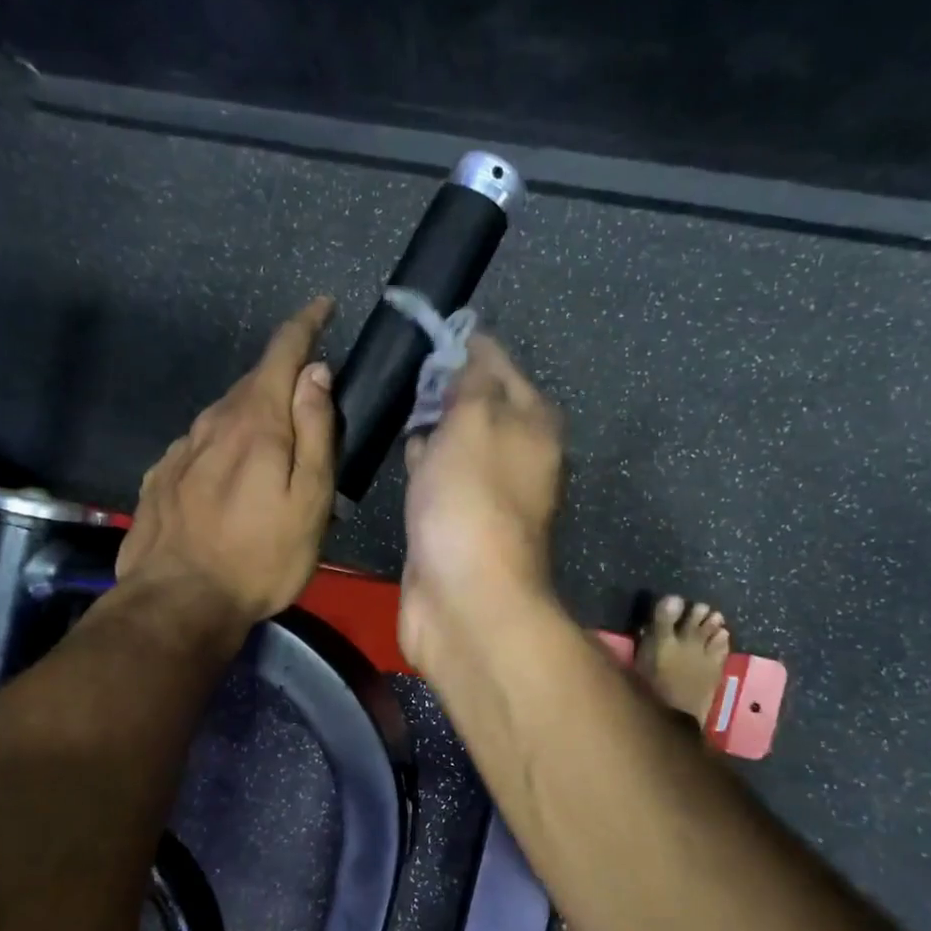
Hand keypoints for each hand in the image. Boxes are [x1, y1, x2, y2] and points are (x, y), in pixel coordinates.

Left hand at [116, 297, 337, 635]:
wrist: (178, 602)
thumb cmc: (259, 557)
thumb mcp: (308, 500)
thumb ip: (315, 432)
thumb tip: (315, 373)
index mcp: (255, 422)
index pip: (282, 353)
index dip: (305, 325)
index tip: (323, 306)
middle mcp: (212, 423)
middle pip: (252, 383)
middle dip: (282, 379)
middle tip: (310, 404)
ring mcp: (180, 450)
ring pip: (224, 415)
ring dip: (252, 416)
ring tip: (272, 448)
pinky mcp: (160, 478)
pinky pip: (200, 446)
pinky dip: (222, 446)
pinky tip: (229, 476)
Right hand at [399, 335, 564, 677]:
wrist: (464, 596)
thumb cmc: (472, 498)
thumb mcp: (475, 420)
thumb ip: (472, 380)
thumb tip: (470, 351)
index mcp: (533, 423)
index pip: (499, 365)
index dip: (464, 346)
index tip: (423, 334)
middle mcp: (518, 455)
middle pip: (479, 405)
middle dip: (445, 387)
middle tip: (403, 370)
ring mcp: (487, 493)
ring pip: (457, 443)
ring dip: (432, 426)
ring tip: (396, 404)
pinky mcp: (457, 523)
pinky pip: (439, 479)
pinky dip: (423, 465)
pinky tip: (402, 456)